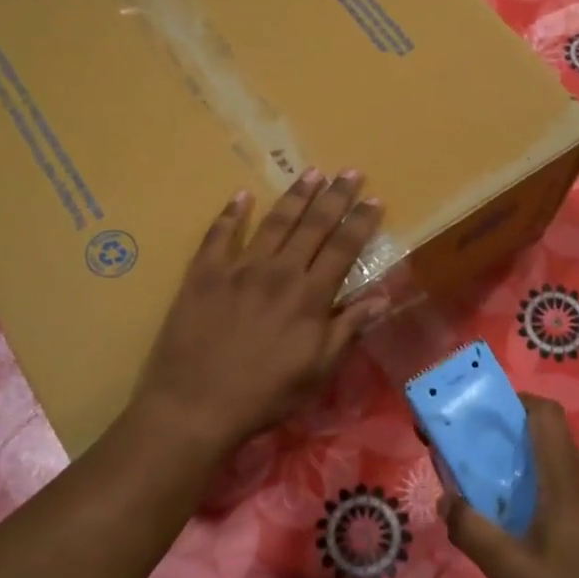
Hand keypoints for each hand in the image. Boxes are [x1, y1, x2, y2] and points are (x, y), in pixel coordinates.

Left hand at [133, 170, 387, 452]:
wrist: (195, 405)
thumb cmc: (265, 394)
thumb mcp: (318, 370)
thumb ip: (348, 328)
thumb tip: (382, 296)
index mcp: (310, 296)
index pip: (343, 248)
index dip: (360, 222)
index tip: (375, 199)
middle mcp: (278, 272)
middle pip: (313, 226)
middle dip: (335, 197)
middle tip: (350, 172)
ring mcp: (238, 269)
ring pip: (273, 222)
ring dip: (295, 196)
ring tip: (311, 173)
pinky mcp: (204, 274)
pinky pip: (219, 235)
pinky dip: (232, 213)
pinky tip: (242, 196)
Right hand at [442, 395, 578, 577]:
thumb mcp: (513, 573)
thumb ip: (473, 532)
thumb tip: (446, 500)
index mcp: (569, 477)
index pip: (545, 413)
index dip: (518, 403)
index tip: (492, 419)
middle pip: (554, 443)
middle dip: (522, 452)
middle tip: (496, 483)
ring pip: (574, 468)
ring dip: (547, 479)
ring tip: (528, 518)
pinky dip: (572, 497)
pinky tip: (566, 539)